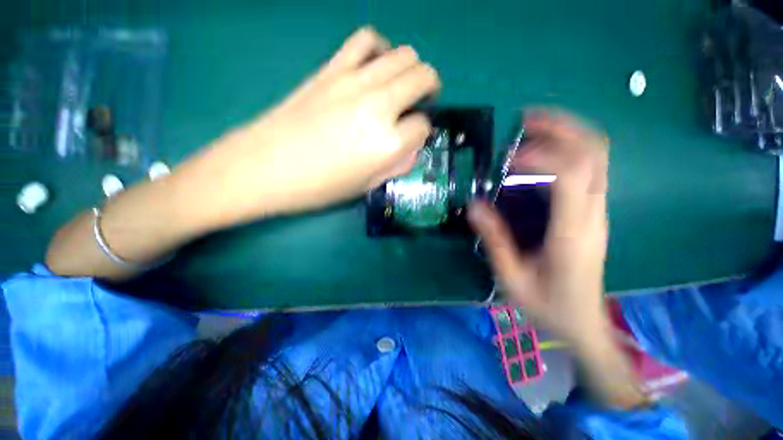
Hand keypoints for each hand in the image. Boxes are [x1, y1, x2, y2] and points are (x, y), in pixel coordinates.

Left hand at [179, 27, 439, 228]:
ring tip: (403, 84)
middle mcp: (379, 105)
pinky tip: (375, 66)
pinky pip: (366, 40)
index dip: (421, 133)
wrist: (266, 166)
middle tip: (421, 103)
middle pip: (423, 77)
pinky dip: (380, 48)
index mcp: (388, 143)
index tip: (411, 138)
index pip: (423, 126)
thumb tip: (411, 148)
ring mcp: (355, 81)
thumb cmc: (319, 187)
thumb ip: (395, 166)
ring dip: (412, 68)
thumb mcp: (366, 186)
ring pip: (403, 54)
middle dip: (429, 89)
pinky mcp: (332, 68)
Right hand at [468, 109, 609, 345]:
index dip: (541, 155)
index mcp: (572, 233)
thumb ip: (495, 240)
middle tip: (526, 119)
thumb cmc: (548, 306)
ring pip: (597, 156)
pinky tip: (542, 153)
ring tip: (532, 127)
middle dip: (562, 127)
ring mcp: (598, 210)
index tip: (509, 157)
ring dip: (567, 133)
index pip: (570, 175)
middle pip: (594, 153)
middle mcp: (593, 214)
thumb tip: (475, 206)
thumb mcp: (512, 278)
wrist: (583, 323)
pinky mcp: (594, 212)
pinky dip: (568, 149)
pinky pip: (589, 168)